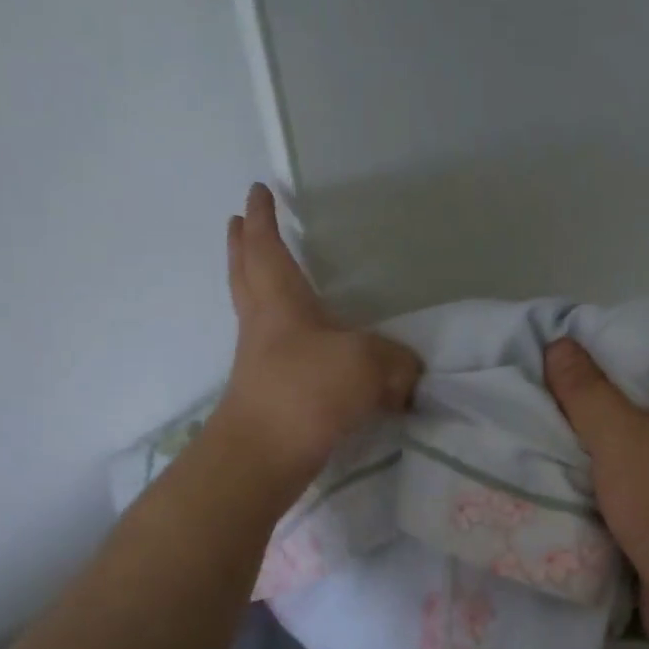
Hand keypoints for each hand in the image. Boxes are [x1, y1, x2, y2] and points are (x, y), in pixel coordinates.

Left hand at [217, 184, 421, 485]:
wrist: (262, 457)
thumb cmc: (306, 392)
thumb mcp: (368, 365)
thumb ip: (398, 363)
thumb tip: (409, 377)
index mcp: (280, 302)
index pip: (267, 248)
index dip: (263, 218)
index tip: (257, 191)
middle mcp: (264, 325)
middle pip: (246, 275)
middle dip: (244, 246)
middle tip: (238, 222)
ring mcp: (261, 361)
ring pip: (256, 311)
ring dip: (257, 286)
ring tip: (270, 277)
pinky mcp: (269, 394)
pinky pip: (277, 349)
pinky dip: (286, 333)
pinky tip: (309, 345)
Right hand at [544, 340, 648, 641]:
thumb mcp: (618, 438)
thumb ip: (584, 388)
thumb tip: (559, 343)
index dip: (606, 359)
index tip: (562, 368)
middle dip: (601, 406)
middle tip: (552, 404)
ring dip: (608, 446)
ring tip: (558, 438)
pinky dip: (623, 477)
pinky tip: (586, 480)